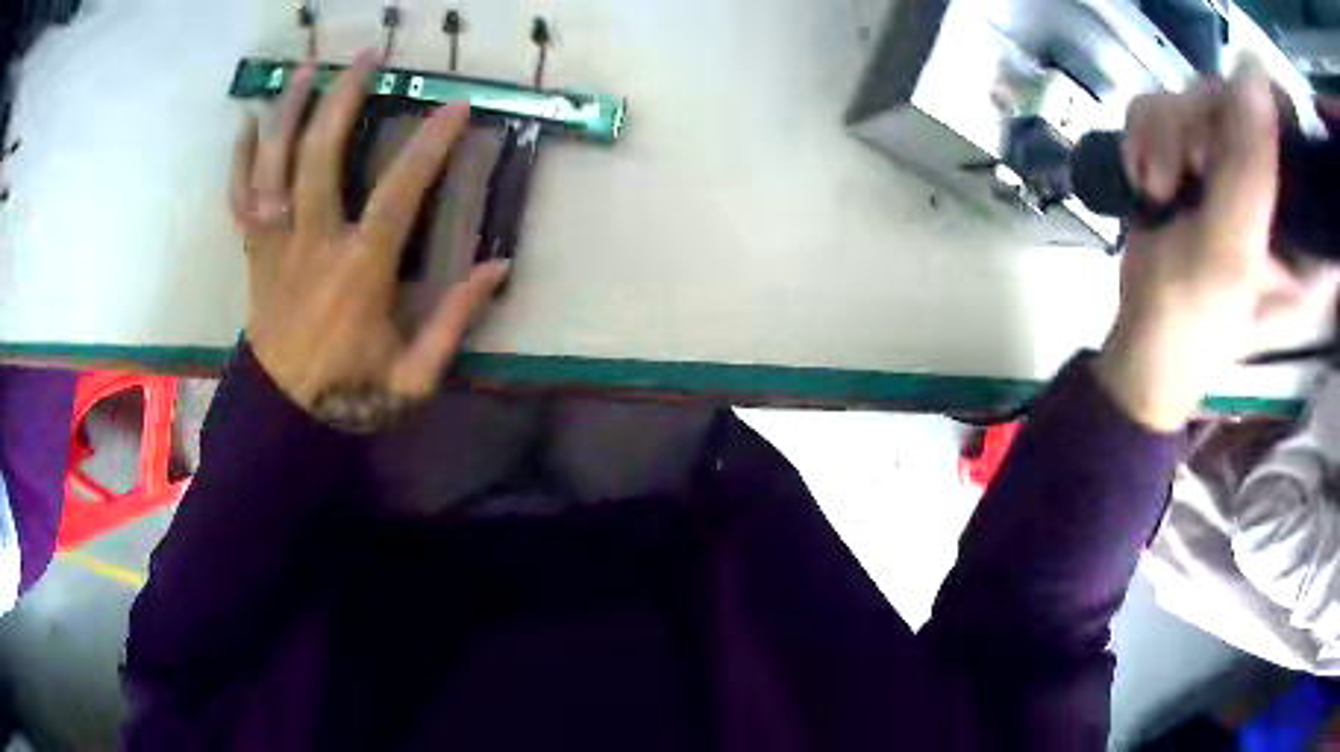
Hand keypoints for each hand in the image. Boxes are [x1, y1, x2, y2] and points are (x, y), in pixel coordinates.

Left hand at [229, 51, 509, 431]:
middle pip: (320, 155)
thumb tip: (498, 267)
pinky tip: (247, 122)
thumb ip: (455, 321)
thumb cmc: (350, 395)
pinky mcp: (254, 254)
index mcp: (357, 270)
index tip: (457, 106)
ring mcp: (275, 245)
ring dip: (289, 112)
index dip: (431, 143)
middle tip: (367, 57)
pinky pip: (240, 199)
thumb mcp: (415, 375)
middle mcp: (311, 243)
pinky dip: (241, 159)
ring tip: (307, 68)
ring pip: (274, 166)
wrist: (284, 420)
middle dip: (344, 98)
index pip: (398, 191)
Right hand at [1094, 60, 1287, 430]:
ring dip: (1168, 133)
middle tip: (1189, 172)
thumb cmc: (1191, 324)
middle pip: (1244, 102)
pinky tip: (1147, 179)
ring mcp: (1237, 171)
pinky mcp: (1199, 160)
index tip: (1244, 133)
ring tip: (1159, 189)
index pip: (1300, 144)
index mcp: (1305, 235)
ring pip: (1201, 97)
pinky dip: (1147, 134)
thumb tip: (1254, 70)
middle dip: (1206, 125)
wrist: (1141, 346)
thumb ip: (1250, 169)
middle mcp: (1278, 194)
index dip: (1276, 118)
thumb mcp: (1229, 253)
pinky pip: (1169, 105)